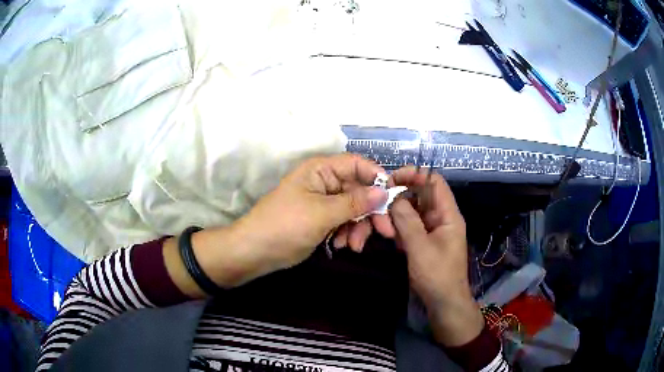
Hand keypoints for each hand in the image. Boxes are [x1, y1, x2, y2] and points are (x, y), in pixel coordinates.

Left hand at [167, 154, 393, 296]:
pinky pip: (343, 221)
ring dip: (359, 227)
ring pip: (353, 209)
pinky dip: (347, 233)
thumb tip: (383, 192)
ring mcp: (323, 201)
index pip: (357, 164)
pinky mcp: (321, 219)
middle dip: (371, 212)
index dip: (376, 178)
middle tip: (385, 232)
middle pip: (359, 190)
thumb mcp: (322, 213)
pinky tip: (342, 246)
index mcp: (321, 170)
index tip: (392, 198)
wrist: (255, 251)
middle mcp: (324, 181)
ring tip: (354, 246)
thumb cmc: (285, 226)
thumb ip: (354, 202)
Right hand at [389, 167, 483, 346]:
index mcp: (448, 214)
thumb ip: (407, 221)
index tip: (391, 179)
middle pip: (420, 195)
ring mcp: (432, 229)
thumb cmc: (437, 275)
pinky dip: (398, 227)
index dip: (414, 175)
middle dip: (399, 197)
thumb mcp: (420, 248)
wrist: (444, 303)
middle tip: (379, 204)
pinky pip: (409, 225)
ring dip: (396, 215)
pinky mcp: (423, 241)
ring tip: (381, 225)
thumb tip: (393, 197)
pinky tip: (388, 235)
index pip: (434, 182)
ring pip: (412, 211)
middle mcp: (441, 217)